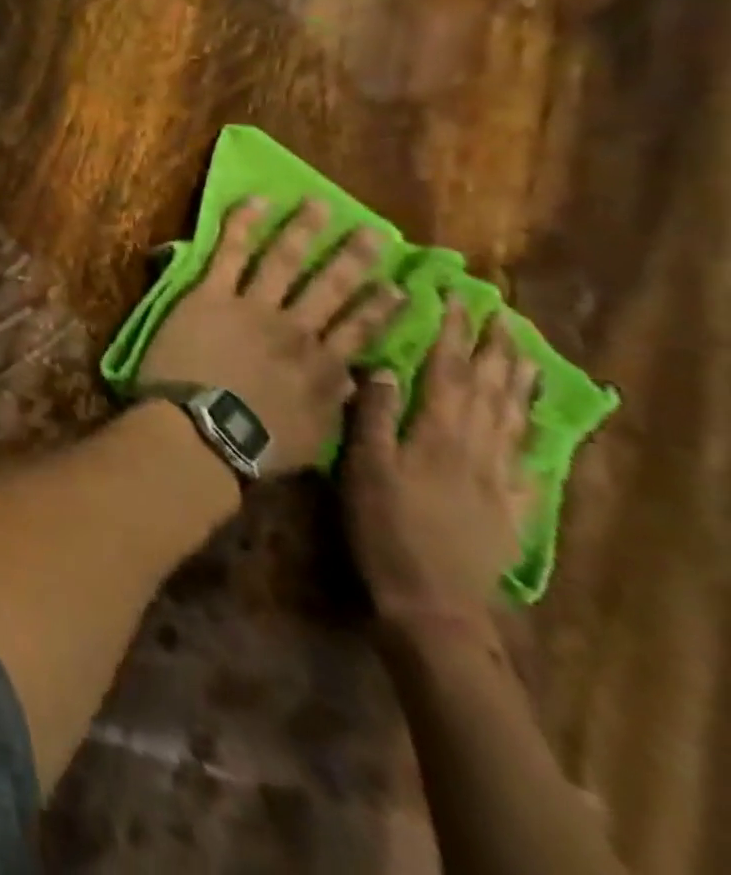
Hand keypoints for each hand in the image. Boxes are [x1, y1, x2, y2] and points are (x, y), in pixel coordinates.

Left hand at [138, 198, 403, 474]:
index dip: (381, 307)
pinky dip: (242, 226)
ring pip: (284, 261)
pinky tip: (256, 202)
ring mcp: (253, 308)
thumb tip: (357, 381)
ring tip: (319, 204)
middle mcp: (296, 330)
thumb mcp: (315, 438)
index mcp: (324, 367)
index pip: (360, 330)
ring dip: (303, 230)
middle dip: (353, 257)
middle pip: (331, 287)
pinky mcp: (211, 296)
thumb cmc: (256, 445)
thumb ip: (336, 407)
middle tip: (373, 230)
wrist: (204, 430)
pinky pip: (229, 253)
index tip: (400, 286)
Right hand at [343, 297, 537, 627]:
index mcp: (437, 434)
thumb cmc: (384, 527)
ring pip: (515, 418)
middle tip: (502, 314)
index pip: (447, 371)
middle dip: (494, 348)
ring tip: (524, 351)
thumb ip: (373, 417)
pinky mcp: (511, 505)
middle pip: (490, 389)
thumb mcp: (364, 469)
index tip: (456, 298)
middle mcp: (476, 447)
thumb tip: (382, 367)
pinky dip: (533, 430)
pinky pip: (528, 458)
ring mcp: (500, 478)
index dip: (451, 333)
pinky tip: (535, 420)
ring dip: (520, 380)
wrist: (435, 600)